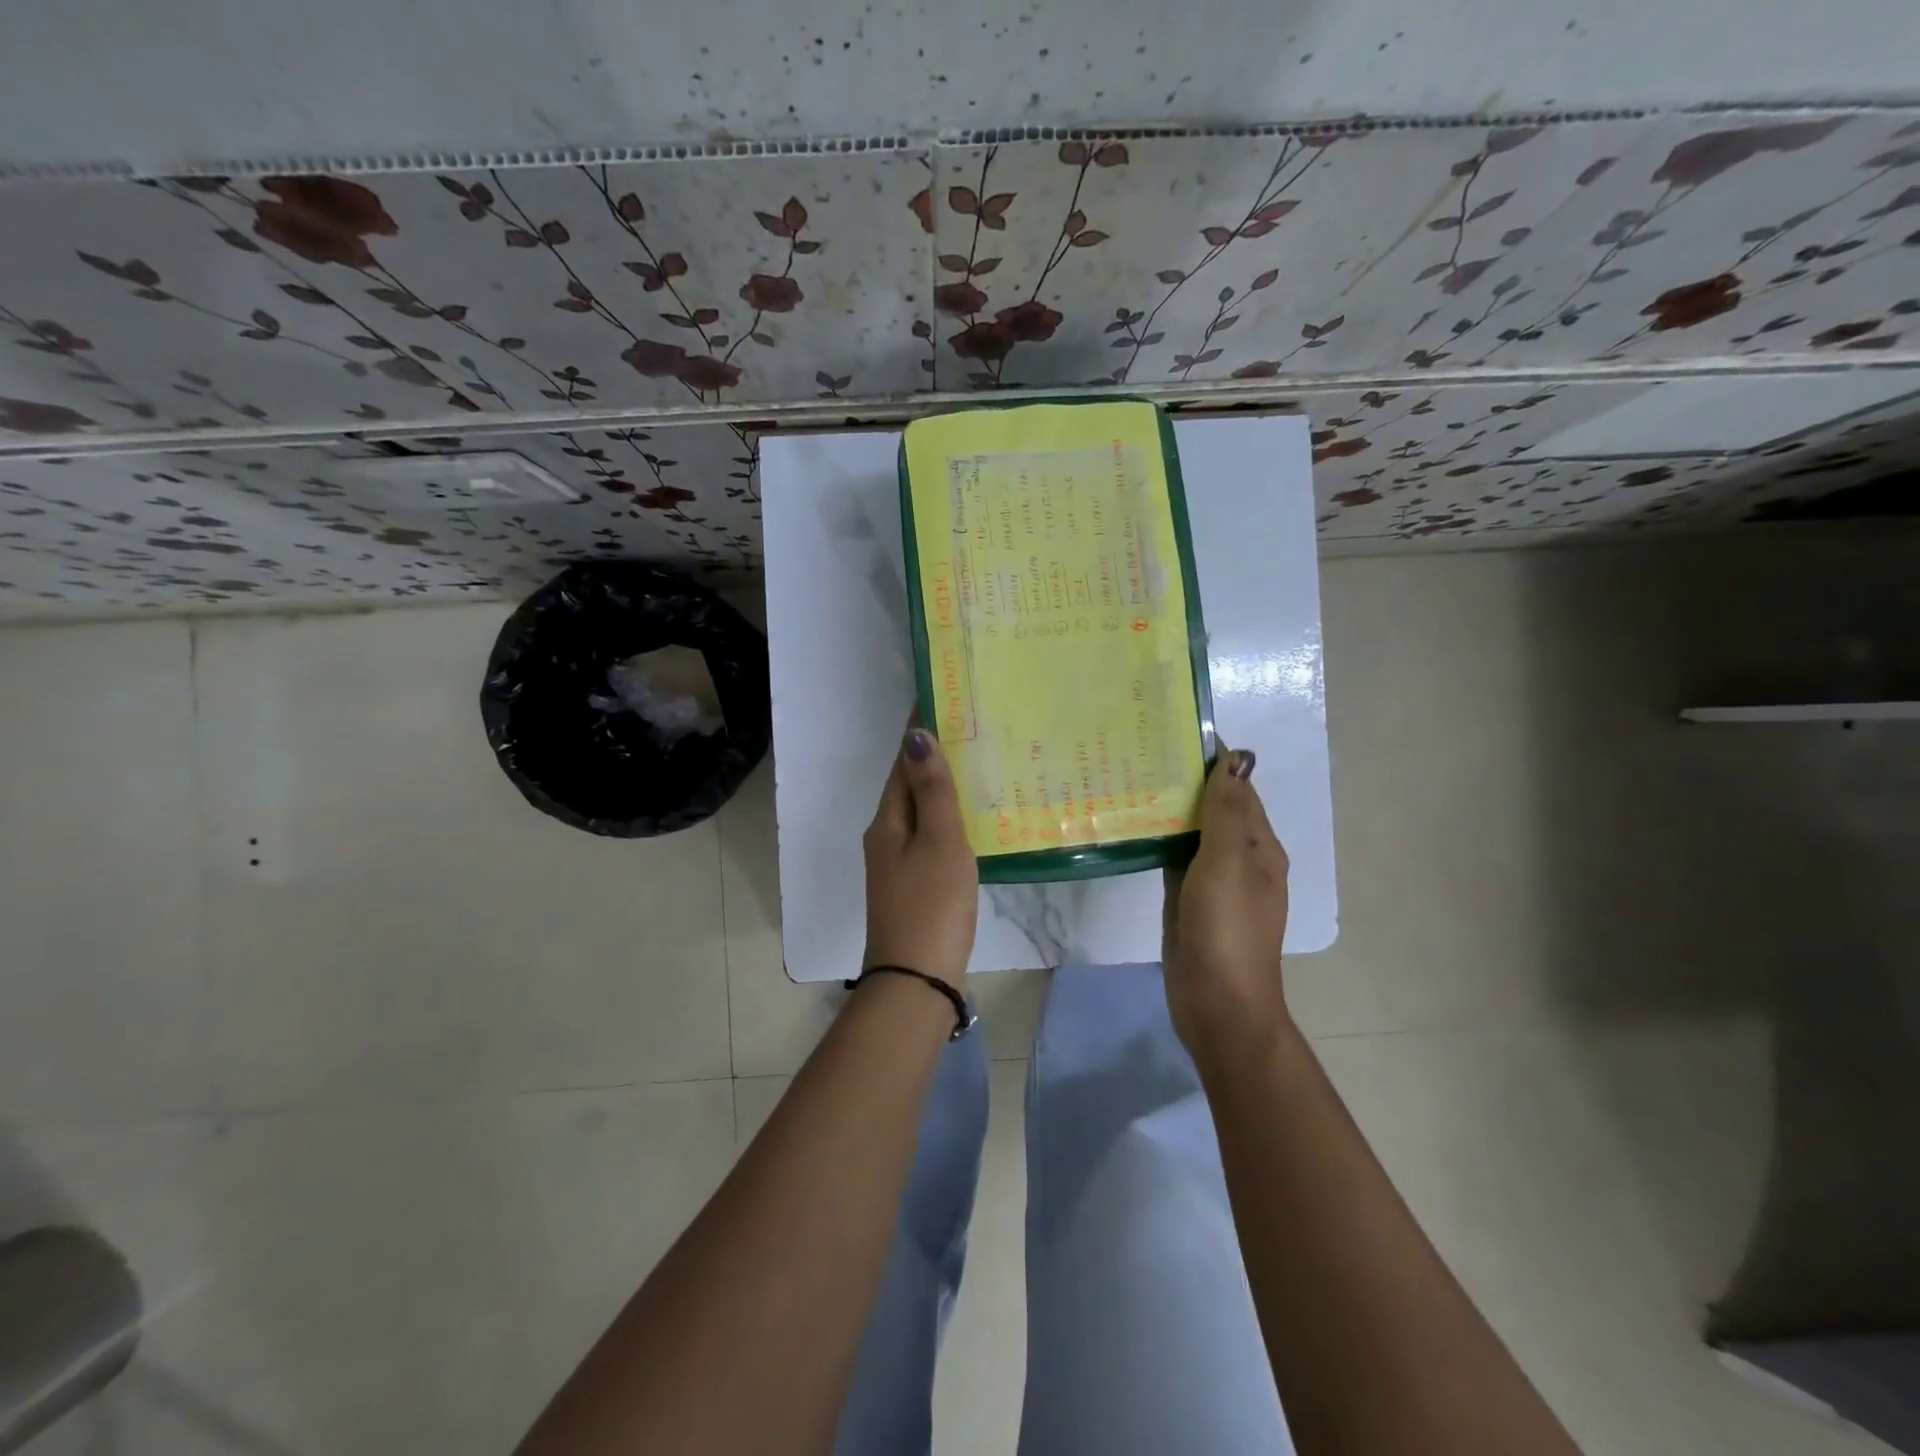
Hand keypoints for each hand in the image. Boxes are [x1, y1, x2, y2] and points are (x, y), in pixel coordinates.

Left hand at [862, 728, 978, 989]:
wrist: (917, 979)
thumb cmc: (931, 905)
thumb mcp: (939, 842)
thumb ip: (932, 790)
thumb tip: (915, 735)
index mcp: (888, 821)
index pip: (901, 762)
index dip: (918, 732)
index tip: (942, 700)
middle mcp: (886, 836)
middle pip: (908, 785)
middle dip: (933, 756)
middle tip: (971, 728)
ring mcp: (898, 864)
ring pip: (920, 812)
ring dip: (942, 788)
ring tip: (978, 765)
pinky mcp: (915, 885)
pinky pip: (930, 837)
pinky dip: (948, 819)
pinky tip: (973, 820)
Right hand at [1164, 746, 1291, 1060]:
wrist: (1218, 1005)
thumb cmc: (1227, 929)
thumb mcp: (1227, 862)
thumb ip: (1227, 811)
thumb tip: (1236, 757)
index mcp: (1259, 848)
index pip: (1238, 791)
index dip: (1213, 764)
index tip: (1173, 737)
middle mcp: (1240, 862)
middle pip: (1215, 812)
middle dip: (1186, 785)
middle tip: (1141, 757)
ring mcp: (1214, 886)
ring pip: (1193, 837)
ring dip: (1171, 813)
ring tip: (1131, 784)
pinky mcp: (1190, 905)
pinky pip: (1176, 863)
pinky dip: (1161, 844)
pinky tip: (1134, 832)